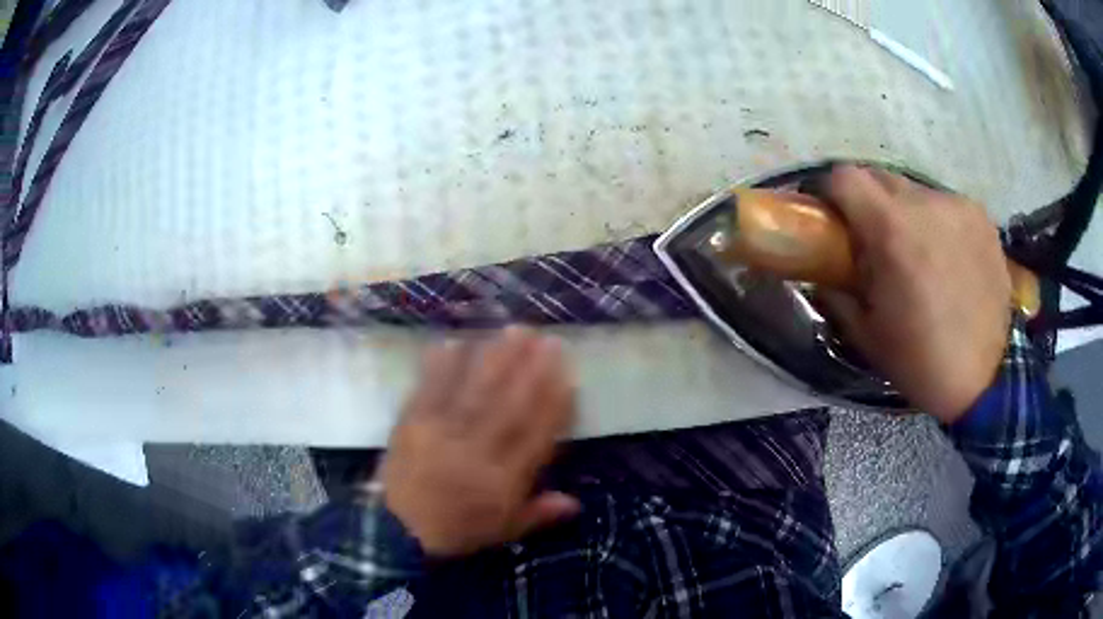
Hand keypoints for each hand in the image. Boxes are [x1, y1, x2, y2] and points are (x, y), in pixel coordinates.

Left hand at [379, 326, 579, 557]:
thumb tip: (576, 502)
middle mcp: (474, 452)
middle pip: (508, 405)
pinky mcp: (410, 423)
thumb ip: (538, 515)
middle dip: (530, 369)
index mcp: (501, 482)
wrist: (396, 531)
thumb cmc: (455, 532)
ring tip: (513, 331)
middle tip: (546, 338)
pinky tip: (456, 342)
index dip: (554, 402)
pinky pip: (429, 390)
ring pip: (473, 391)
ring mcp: (439, 433)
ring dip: (495, 358)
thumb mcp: (502, 532)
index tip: (567, 373)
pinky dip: (442, 365)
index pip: (535, 435)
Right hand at [819, 166, 1011, 422]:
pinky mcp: (981, 217)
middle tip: (874, 241)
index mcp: (891, 231)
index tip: (832, 219)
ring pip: (915, 192)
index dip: (831, 193)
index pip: (845, 177)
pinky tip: (948, 258)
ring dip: (906, 213)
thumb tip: (821, 270)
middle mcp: (925, 204)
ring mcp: (958, 207)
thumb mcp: (866, 333)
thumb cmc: (920, 361)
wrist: (985, 380)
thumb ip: (837, 290)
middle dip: (868, 203)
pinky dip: (938, 223)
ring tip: (918, 254)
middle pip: (879, 177)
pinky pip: (946, 206)